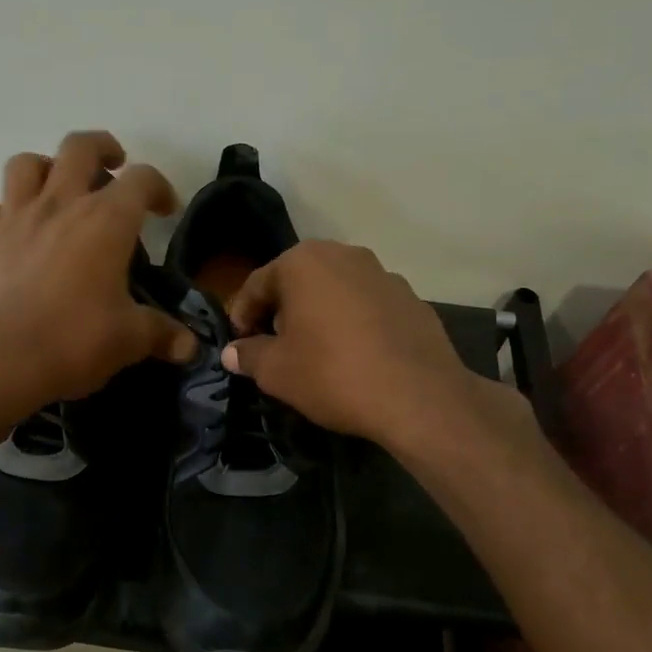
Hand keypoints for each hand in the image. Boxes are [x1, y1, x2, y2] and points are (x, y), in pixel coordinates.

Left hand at [0, 131, 195, 417]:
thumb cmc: (73, 341)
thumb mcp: (129, 340)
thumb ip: (161, 335)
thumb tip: (190, 347)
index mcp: (104, 221)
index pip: (141, 180)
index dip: (159, 187)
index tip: (166, 211)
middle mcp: (57, 206)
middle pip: (78, 148)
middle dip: (100, 148)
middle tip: (111, 167)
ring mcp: (10, 221)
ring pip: (22, 166)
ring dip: (40, 168)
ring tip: (53, 188)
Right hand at [222, 241, 523, 448]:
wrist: (419, 397)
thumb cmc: (333, 374)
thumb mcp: (277, 371)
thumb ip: (249, 355)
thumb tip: (232, 352)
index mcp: (303, 262)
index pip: (257, 284)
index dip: (242, 316)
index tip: (239, 344)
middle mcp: (343, 255)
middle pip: (297, 281)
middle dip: (281, 311)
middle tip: (274, 347)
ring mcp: (383, 274)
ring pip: (335, 291)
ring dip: (319, 314)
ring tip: (316, 352)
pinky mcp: (412, 298)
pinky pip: (367, 306)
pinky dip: (353, 323)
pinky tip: (355, 356)